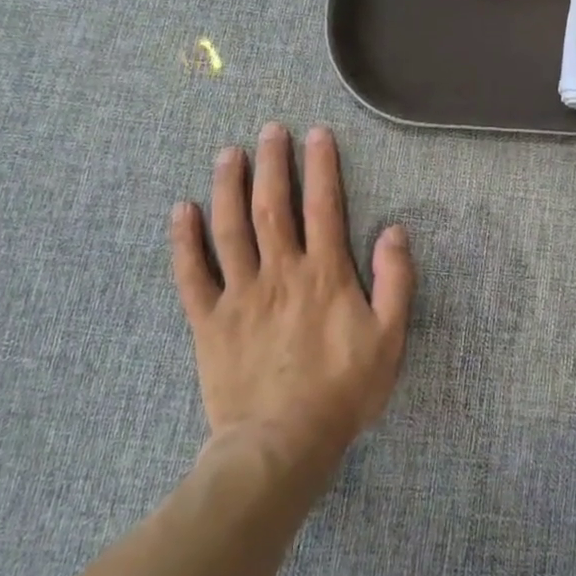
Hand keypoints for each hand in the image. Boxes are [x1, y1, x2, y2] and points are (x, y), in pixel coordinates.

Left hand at [169, 123, 414, 472]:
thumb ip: (395, 281)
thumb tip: (394, 230)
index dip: (321, 166)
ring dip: (228, 187)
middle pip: (272, 206)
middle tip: (269, 130)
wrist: (282, 445)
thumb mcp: (389, 338)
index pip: (323, 206)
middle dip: (272, 163)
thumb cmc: (342, 391)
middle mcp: (280, 272)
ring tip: (228, 154)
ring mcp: (240, 295)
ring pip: (230, 229)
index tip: (317, 134)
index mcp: (324, 274)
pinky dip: (184, 241)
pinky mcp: (209, 321)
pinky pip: (192, 275)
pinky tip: (181, 211)